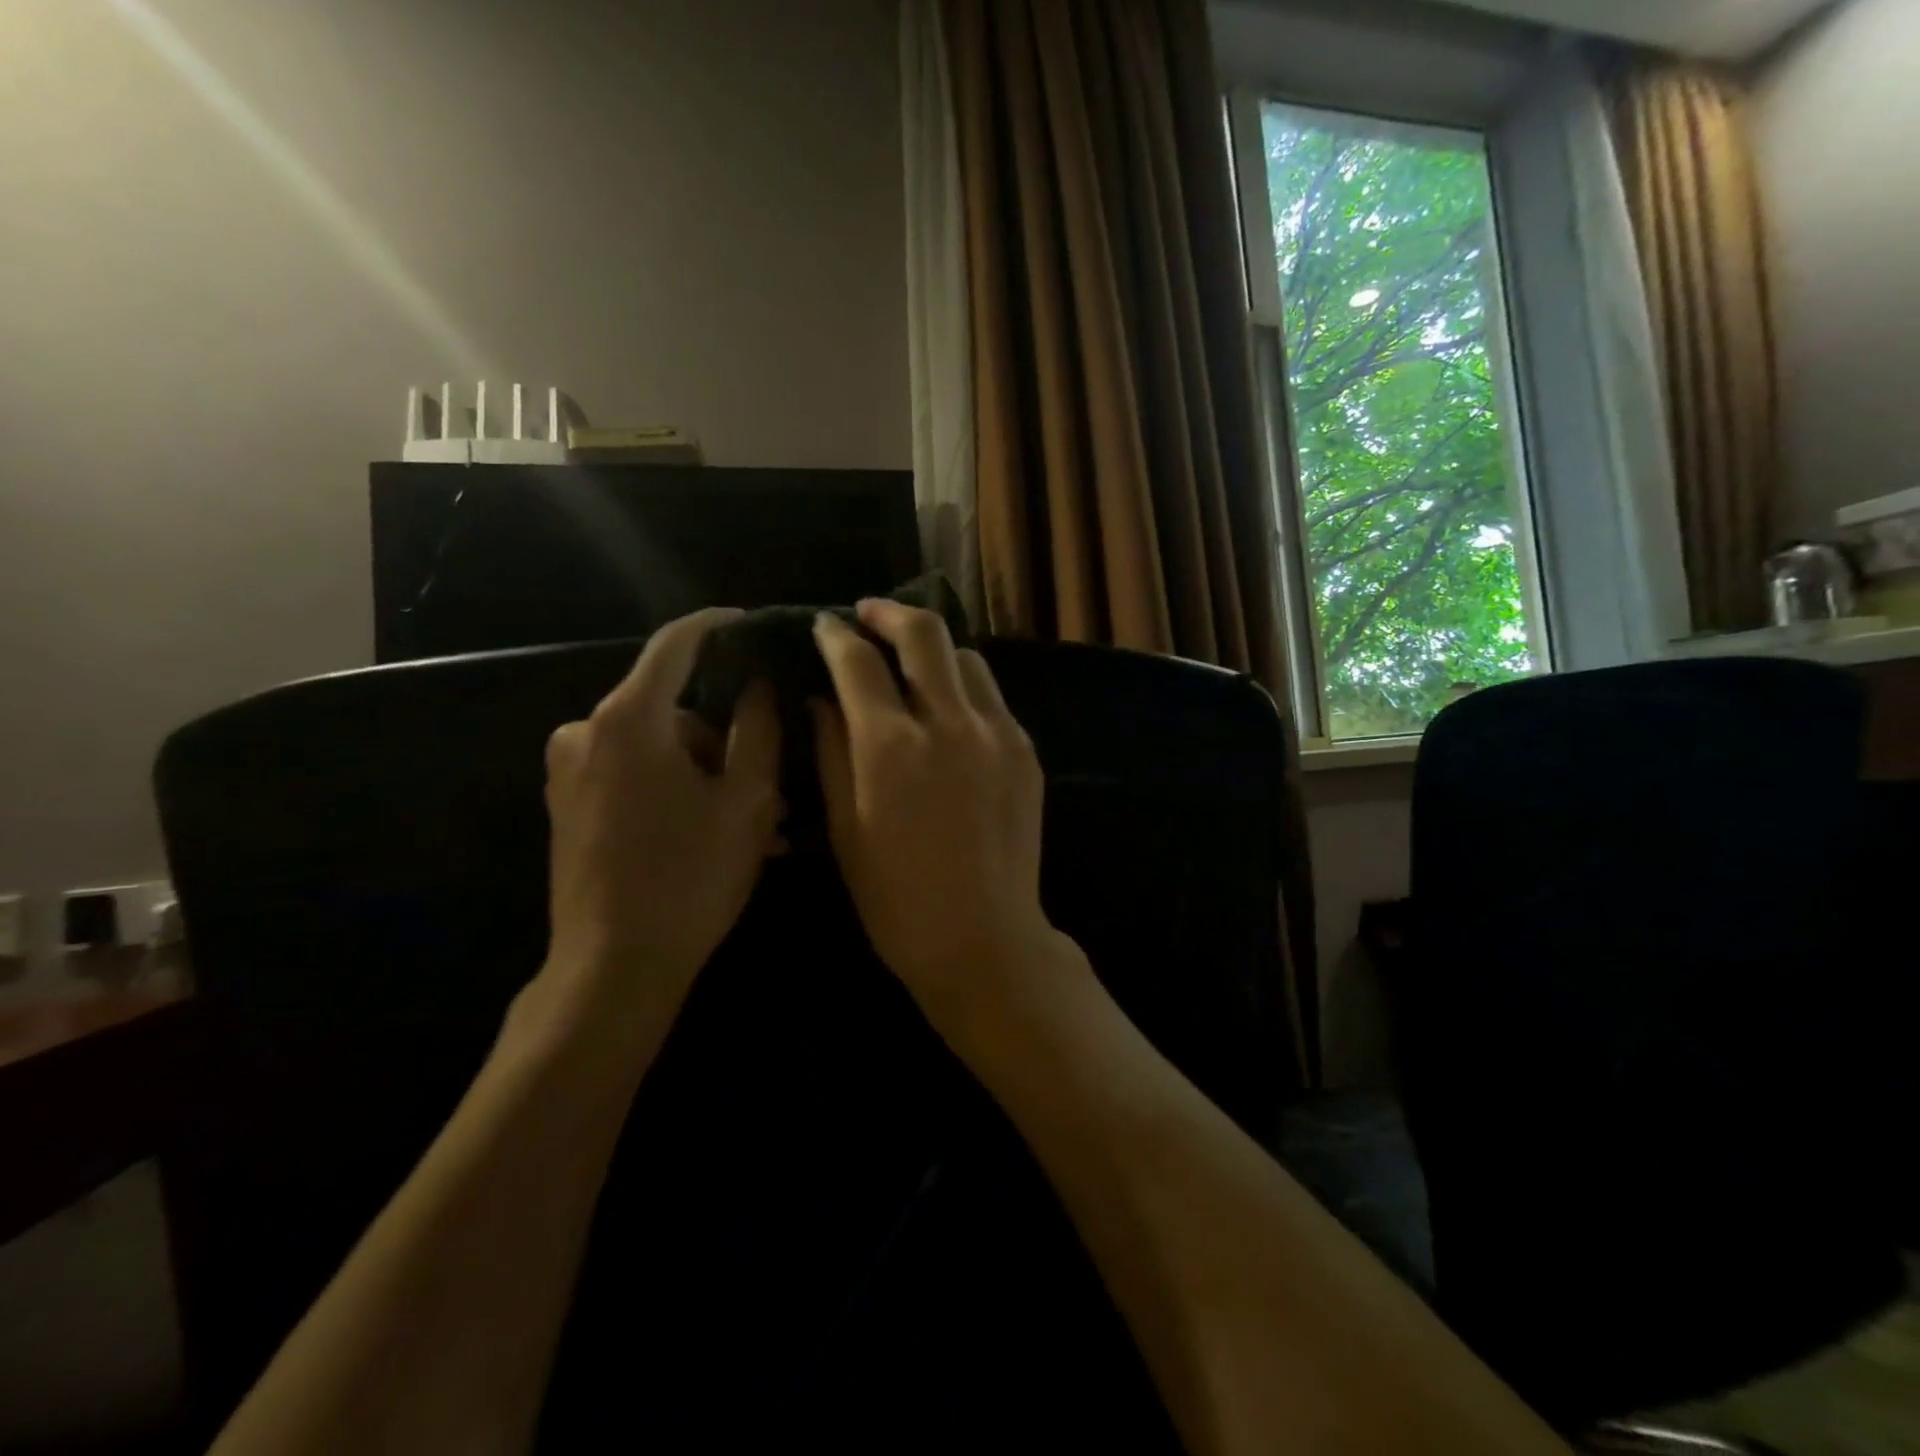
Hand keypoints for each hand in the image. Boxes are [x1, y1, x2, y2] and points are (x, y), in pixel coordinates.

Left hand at [539, 607, 783, 1019]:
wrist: (613, 967)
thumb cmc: (689, 877)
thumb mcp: (746, 801)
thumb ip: (756, 730)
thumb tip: (757, 687)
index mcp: (629, 721)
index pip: (675, 645)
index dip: (716, 627)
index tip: (750, 623)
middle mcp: (587, 731)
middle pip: (674, 710)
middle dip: (726, 741)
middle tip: (775, 787)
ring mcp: (571, 770)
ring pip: (659, 749)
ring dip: (708, 776)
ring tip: (756, 827)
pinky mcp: (569, 803)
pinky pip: (634, 775)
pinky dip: (677, 791)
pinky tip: (713, 833)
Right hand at [812, 600, 1060, 1001]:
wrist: (985, 939)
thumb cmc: (897, 899)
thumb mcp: (845, 828)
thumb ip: (831, 753)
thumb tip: (822, 699)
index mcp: (891, 746)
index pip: (858, 661)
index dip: (836, 635)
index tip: (824, 626)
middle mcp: (949, 723)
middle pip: (924, 633)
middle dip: (890, 612)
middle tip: (869, 615)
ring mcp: (996, 733)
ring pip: (966, 658)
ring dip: (933, 651)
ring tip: (913, 666)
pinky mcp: (1025, 751)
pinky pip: (992, 698)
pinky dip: (964, 689)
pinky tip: (949, 712)